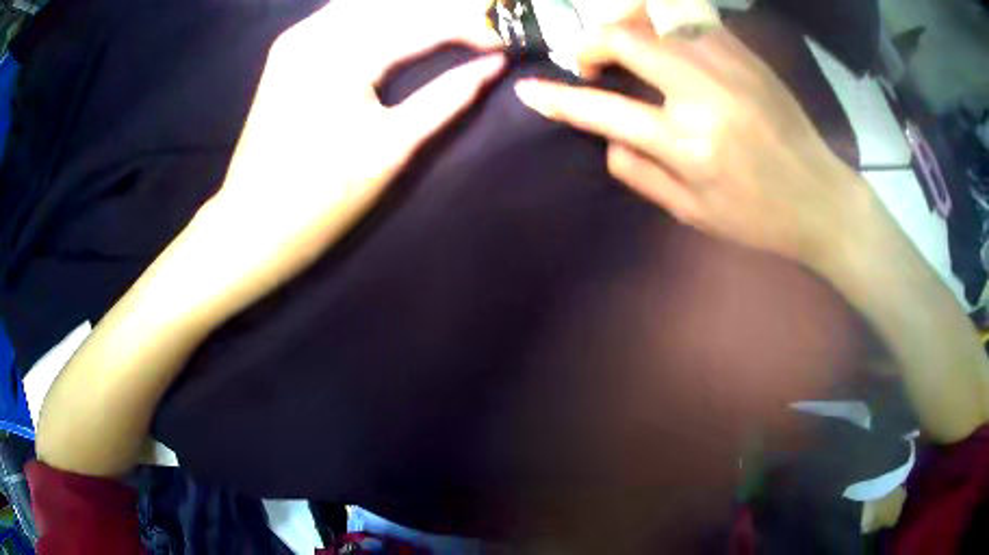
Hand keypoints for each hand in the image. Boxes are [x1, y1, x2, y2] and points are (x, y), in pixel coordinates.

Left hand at [198, 0, 505, 307]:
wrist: (253, 225)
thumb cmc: (324, 198)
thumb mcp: (393, 149)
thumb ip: (448, 98)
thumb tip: (494, 65)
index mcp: (343, 57)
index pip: (423, 23)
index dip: (472, 28)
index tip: (506, 41)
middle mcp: (316, 32)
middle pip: (395, 3)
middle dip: (444, 10)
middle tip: (480, 28)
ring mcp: (296, 37)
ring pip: (366, 3)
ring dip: (410, 9)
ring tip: (447, 25)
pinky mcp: (287, 49)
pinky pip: (341, 14)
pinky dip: (377, 14)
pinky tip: (399, 22)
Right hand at [514, 25, 870, 264]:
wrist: (820, 197)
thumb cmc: (758, 217)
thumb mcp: (692, 212)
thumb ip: (638, 172)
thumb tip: (605, 136)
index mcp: (689, 146)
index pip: (605, 111)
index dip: (559, 98)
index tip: (530, 90)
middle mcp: (705, 94)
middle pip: (626, 38)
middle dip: (589, 42)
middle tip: (588, 62)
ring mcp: (729, 64)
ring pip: (656, 14)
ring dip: (623, 23)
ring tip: (621, 46)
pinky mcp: (746, 53)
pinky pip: (689, 18)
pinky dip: (660, 21)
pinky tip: (661, 41)